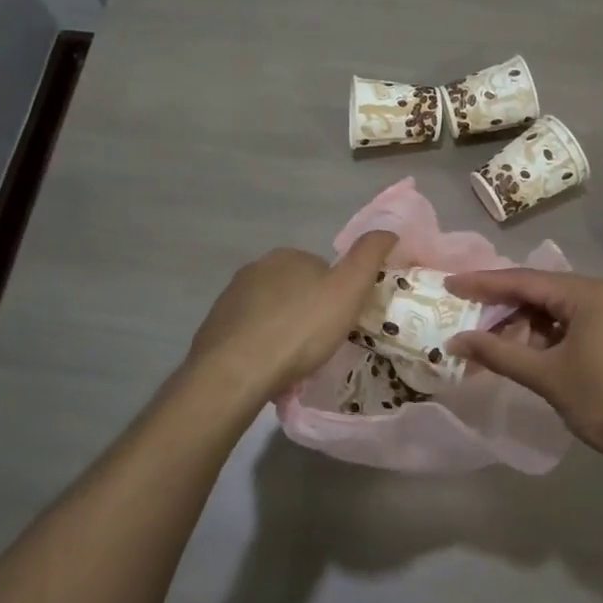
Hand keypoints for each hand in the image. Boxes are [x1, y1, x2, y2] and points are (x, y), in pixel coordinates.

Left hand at [185, 232, 396, 403]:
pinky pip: (248, 334)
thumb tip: (388, 230)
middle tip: (320, 345)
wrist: (235, 372)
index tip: (341, 322)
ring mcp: (231, 298)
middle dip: (307, 311)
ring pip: (269, 311)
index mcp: (287, 256)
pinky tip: (268, 369)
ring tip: (294, 362)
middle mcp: (255, 269)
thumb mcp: (348, 290)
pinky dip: (260, 347)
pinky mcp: (215, 328)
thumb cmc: (299, 329)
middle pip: (294, 289)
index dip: (336, 294)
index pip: (321, 269)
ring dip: (282, 330)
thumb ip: (369, 257)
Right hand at [445, 268, 602, 467]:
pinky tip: (534, 356)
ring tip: (497, 345)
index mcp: (586, 293)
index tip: (450, 284)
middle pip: (542, 292)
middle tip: (469, 319)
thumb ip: (500, 354)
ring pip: (560, 310)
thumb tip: (456, 342)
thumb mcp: (549, 377)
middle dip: (505, 307)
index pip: (523, 280)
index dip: (483, 284)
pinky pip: (578, 324)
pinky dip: (551, 336)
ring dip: (528, 326)